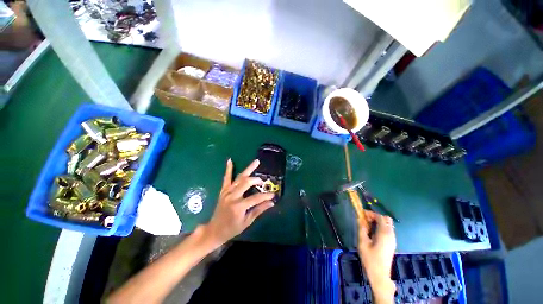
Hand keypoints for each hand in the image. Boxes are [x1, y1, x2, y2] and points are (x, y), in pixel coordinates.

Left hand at [202, 159, 274, 246]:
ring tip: (256, 161)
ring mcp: (227, 192)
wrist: (214, 230)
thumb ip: (259, 210)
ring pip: (239, 178)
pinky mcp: (223, 191)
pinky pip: (226, 178)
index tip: (273, 195)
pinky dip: (228, 169)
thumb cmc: (231, 229)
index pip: (256, 198)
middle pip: (247, 183)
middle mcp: (233, 196)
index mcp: (239, 206)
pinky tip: (230, 160)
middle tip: (263, 181)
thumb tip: (271, 203)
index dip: (266, 196)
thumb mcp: (247, 222)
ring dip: (248, 169)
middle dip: (257, 180)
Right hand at [357, 211, 395, 302]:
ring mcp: (393, 240)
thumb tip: (360, 218)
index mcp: (384, 233)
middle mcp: (391, 235)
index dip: (371, 213)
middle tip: (365, 219)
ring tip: (367, 226)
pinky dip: (380, 227)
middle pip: (386, 219)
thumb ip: (362, 229)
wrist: (379, 275)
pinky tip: (372, 233)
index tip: (362, 214)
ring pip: (388, 225)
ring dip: (378, 222)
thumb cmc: (370, 259)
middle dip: (375, 217)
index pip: (380, 217)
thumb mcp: (362, 242)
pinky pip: (388, 231)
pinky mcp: (392, 244)